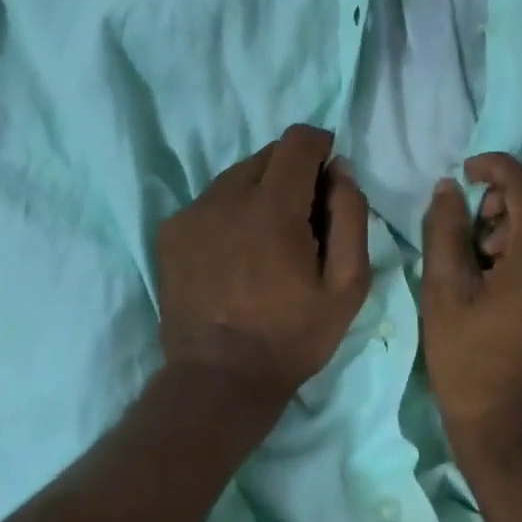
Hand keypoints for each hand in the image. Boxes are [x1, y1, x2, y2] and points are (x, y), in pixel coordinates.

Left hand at [155, 124, 372, 407]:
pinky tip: (235, 252)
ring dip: (259, 191)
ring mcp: (193, 212)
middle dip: (292, 172)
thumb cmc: (292, 336)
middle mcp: (227, 196)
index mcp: (273, 207)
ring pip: (237, 175)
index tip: (327, 176)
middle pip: (268, 154)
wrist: (218, 381)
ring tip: (266, 239)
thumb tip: (340, 170)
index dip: (320, 147)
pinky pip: (211, 199)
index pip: (298, 140)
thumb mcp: (347, 285)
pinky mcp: (171, 230)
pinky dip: (230, 211)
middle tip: (301, 219)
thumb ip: (350, 216)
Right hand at [420, 153, 521, 468]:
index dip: (497, 168)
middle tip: (477, 217)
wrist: (514, 437)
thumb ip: (446, 229)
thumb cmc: (470, 364)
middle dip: (514, 194)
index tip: (468, 170)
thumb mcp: (444, 292)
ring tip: (488, 251)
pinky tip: (509, 273)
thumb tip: (451, 188)